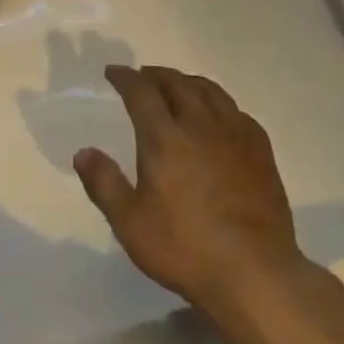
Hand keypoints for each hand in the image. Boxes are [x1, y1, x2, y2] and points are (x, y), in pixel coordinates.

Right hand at [73, 65, 311, 317]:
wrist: (254, 271)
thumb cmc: (185, 248)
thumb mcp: (130, 223)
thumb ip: (104, 183)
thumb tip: (83, 152)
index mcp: (165, 139)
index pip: (142, 93)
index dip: (126, 78)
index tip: (114, 72)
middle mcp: (200, 126)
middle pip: (177, 84)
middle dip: (156, 75)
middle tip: (143, 76)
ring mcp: (235, 135)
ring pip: (210, 91)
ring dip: (187, 81)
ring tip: (177, 85)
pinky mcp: (260, 151)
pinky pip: (236, 110)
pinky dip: (218, 102)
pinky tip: (217, 115)